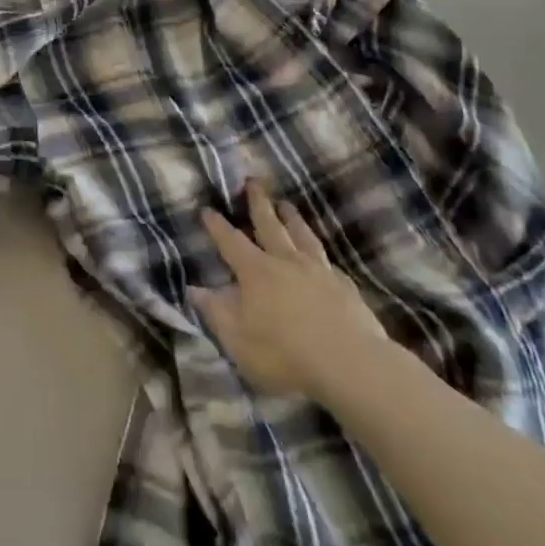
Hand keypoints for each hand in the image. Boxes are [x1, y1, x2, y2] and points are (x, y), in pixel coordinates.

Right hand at [190, 187, 387, 402]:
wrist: (351, 364)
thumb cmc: (285, 354)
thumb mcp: (238, 340)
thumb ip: (215, 312)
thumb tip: (194, 289)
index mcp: (256, 272)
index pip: (231, 242)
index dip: (217, 226)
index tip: (207, 208)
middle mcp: (286, 261)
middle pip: (269, 224)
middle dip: (258, 203)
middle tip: (253, 181)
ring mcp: (318, 270)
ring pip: (301, 235)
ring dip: (291, 218)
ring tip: (286, 204)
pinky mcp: (344, 285)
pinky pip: (326, 259)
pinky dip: (318, 251)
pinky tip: (320, 254)